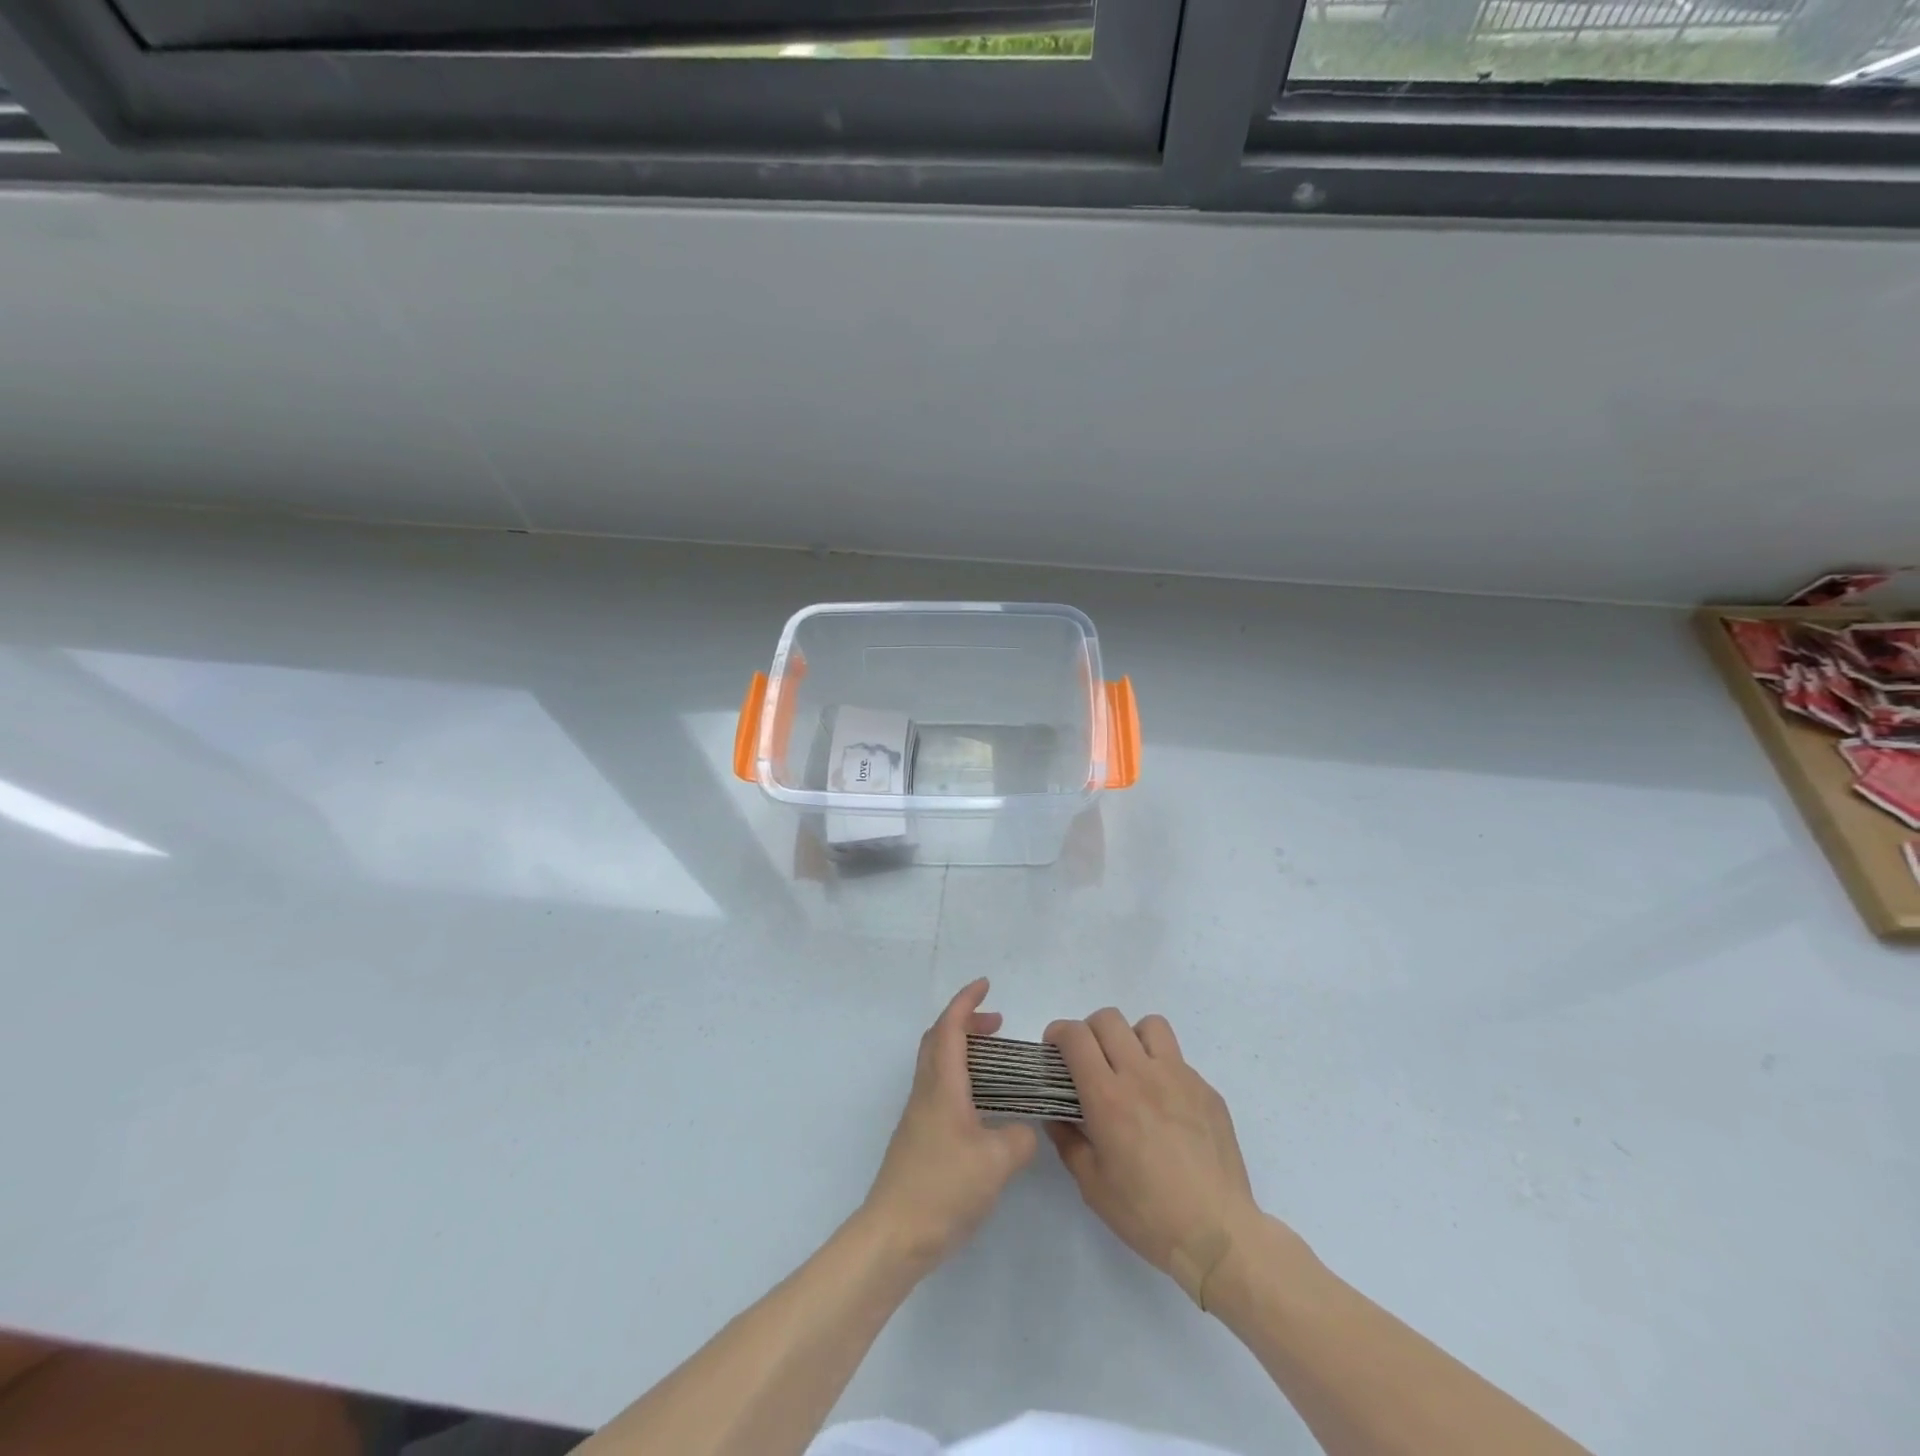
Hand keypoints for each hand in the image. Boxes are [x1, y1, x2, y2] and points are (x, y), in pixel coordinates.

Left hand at [862, 979, 1037, 1272]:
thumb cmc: (943, 1188)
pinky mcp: (919, 1137)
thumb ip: (1018, 1138)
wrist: (894, 1235)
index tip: (986, 985)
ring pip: (937, 1063)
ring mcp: (919, 1115)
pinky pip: (939, 1087)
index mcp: (942, 1085)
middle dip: (966, 1022)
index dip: (966, 1001)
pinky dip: (961, 1076)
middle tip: (998, 1024)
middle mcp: (926, 1091)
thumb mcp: (996, 1163)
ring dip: (963, 1050)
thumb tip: (1023, 1129)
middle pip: (939, 1039)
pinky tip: (983, 1104)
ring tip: (996, 1061)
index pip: (950, 1027)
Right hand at [1044, 1009, 1263, 1308]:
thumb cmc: (1147, 1214)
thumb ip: (1067, 1140)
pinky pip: (1178, 1060)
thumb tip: (1056, 1114)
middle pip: (1109, 1019)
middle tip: (1088, 1060)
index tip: (1055, 1051)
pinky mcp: (1206, 1089)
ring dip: (1131, 1038)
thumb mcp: (1092, 1184)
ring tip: (1130, 1069)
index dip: (1058, 1033)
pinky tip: (1165, 1108)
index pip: (1076, 1036)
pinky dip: (1162, 1070)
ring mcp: (1179, 1077)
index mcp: (1108, 1096)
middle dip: (1089, 1031)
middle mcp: (1142, 1074)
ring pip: (1149, 1026)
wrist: (1218, 1235)